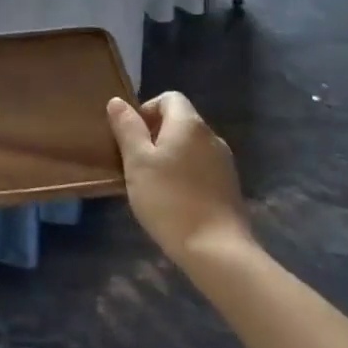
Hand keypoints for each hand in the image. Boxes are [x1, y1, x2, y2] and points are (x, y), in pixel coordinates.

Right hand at [107, 92, 254, 265]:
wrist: (215, 249)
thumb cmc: (169, 200)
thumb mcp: (137, 162)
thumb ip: (127, 128)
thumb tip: (118, 101)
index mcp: (189, 124)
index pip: (169, 98)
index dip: (146, 110)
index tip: (131, 137)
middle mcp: (211, 136)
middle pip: (180, 121)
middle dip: (155, 135)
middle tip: (135, 163)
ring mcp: (224, 162)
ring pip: (190, 147)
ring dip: (170, 156)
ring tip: (151, 183)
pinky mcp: (229, 186)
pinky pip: (201, 167)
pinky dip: (185, 174)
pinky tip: (173, 199)